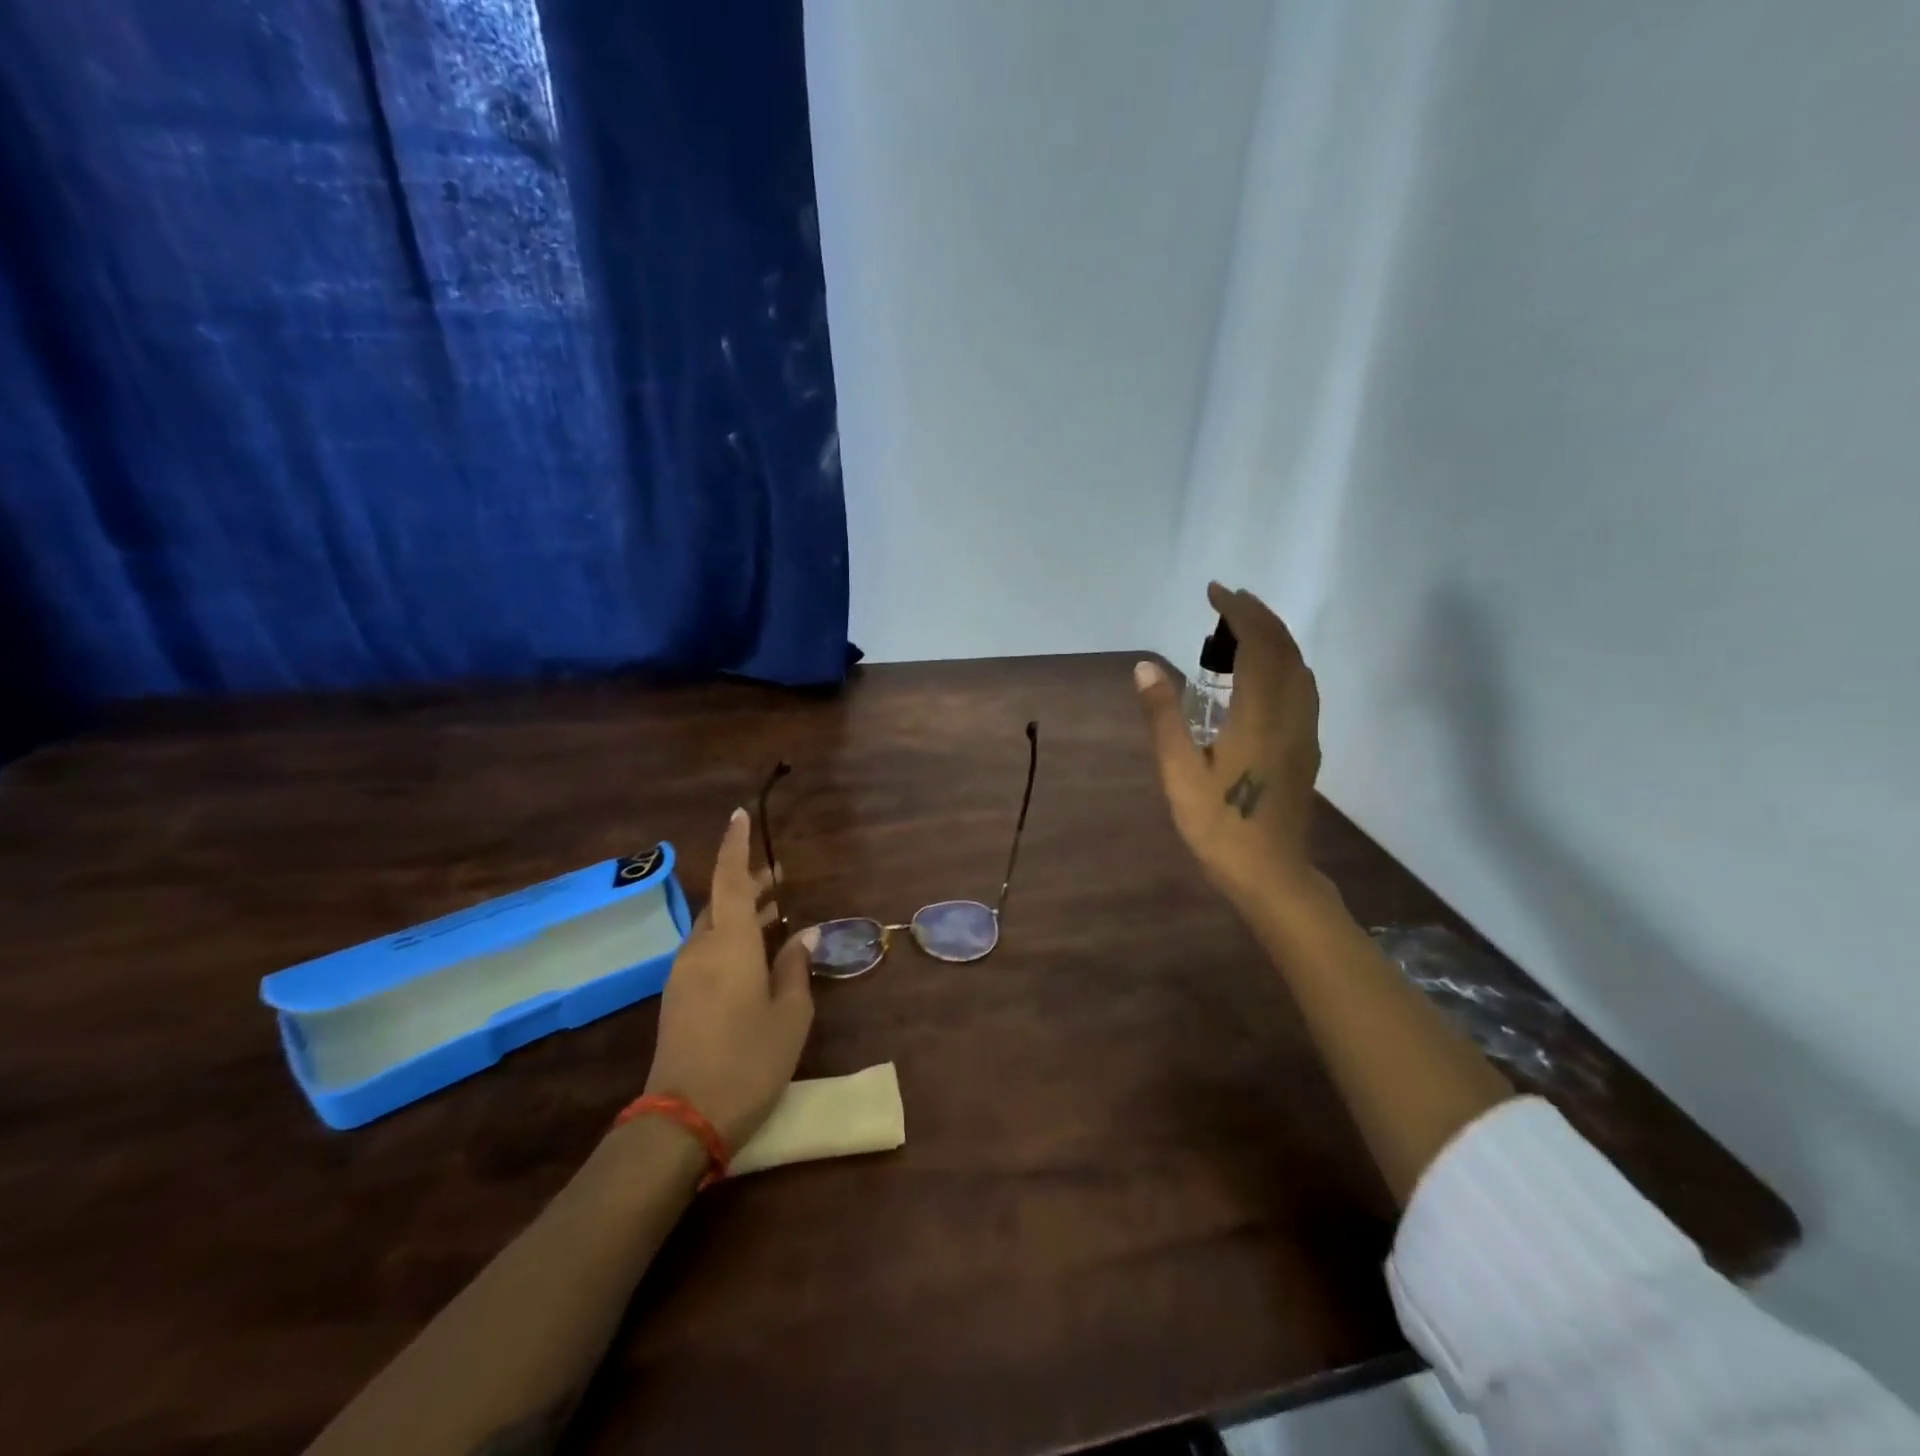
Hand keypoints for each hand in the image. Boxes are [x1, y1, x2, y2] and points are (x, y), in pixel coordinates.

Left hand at [644, 809, 816, 1152]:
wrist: (682, 1119)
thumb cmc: (748, 1061)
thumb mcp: (789, 1016)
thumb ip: (795, 969)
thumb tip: (802, 936)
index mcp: (730, 945)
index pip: (729, 880)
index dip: (735, 845)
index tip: (739, 815)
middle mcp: (701, 949)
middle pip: (722, 902)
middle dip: (748, 884)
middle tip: (779, 878)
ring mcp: (684, 974)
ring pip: (713, 927)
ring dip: (740, 913)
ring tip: (774, 912)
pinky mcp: (677, 997)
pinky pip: (706, 950)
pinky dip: (730, 938)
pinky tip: (754, 954)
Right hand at [1136, 583, 1323, 904]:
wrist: (1271, 874)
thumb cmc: (1219, 826)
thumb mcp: (1179, 773)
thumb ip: (1163, 717)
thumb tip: (1145, 667)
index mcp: (1261, 715)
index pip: (1258, 644)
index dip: (1238, 611)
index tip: (1214, 592)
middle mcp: (1292, 714)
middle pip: (1285, 648)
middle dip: (1258, 616)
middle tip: (1225, 603)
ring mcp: (1305, 731)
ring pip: (1299, 667)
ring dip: (1274, 638)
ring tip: (1239, 631)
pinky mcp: (1307, 747)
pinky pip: (1302, 686)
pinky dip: (1282, 662)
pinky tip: (1259, 675)